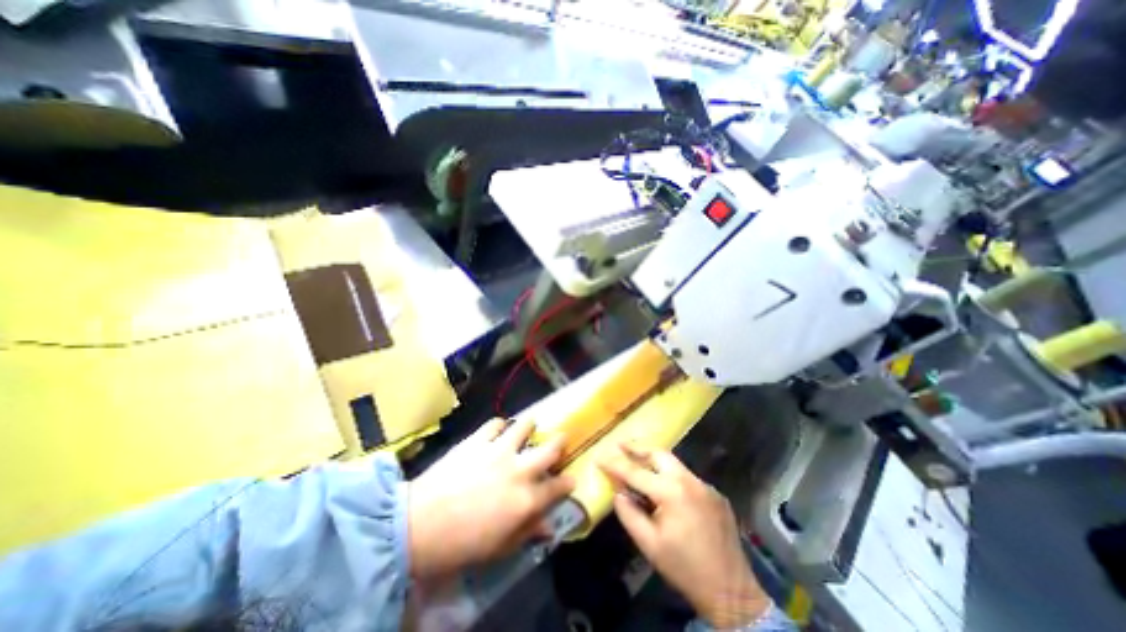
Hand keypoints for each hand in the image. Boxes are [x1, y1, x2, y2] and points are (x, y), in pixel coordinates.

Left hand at [407, 419, 572, 581]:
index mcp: (527, 499)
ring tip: (530, 424)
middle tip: (561, 438)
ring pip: (524, 426)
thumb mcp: (499, 548)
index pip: (558, 487)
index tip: (570, 479)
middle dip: (560, 442)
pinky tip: (498, 429)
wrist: (419, 525)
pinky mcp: (478, 440)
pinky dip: (499, 425)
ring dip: (529, 424)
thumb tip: (547, 526)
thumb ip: (527, 532)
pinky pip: (495, 423)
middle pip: (549, 449)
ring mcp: (499, 450)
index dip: (567, 483)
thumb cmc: (462, 544)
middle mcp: (519, 470)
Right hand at [598, 443, 773, 629]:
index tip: (599, 457)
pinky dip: (671, 475)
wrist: (731, 592)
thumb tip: (617, 492)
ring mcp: (704, 485)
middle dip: (638, 447)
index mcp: (671, 492)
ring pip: (674, 462)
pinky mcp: (715, 493)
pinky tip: (665, 487)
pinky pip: (687, 477)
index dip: (614, 464)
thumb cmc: (684, 569)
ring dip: (654, 460)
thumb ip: (628, 514)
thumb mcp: (649, 544)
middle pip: (659, 453)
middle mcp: (689, 480)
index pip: (635, 472)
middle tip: (621, 446)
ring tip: (638, 461)